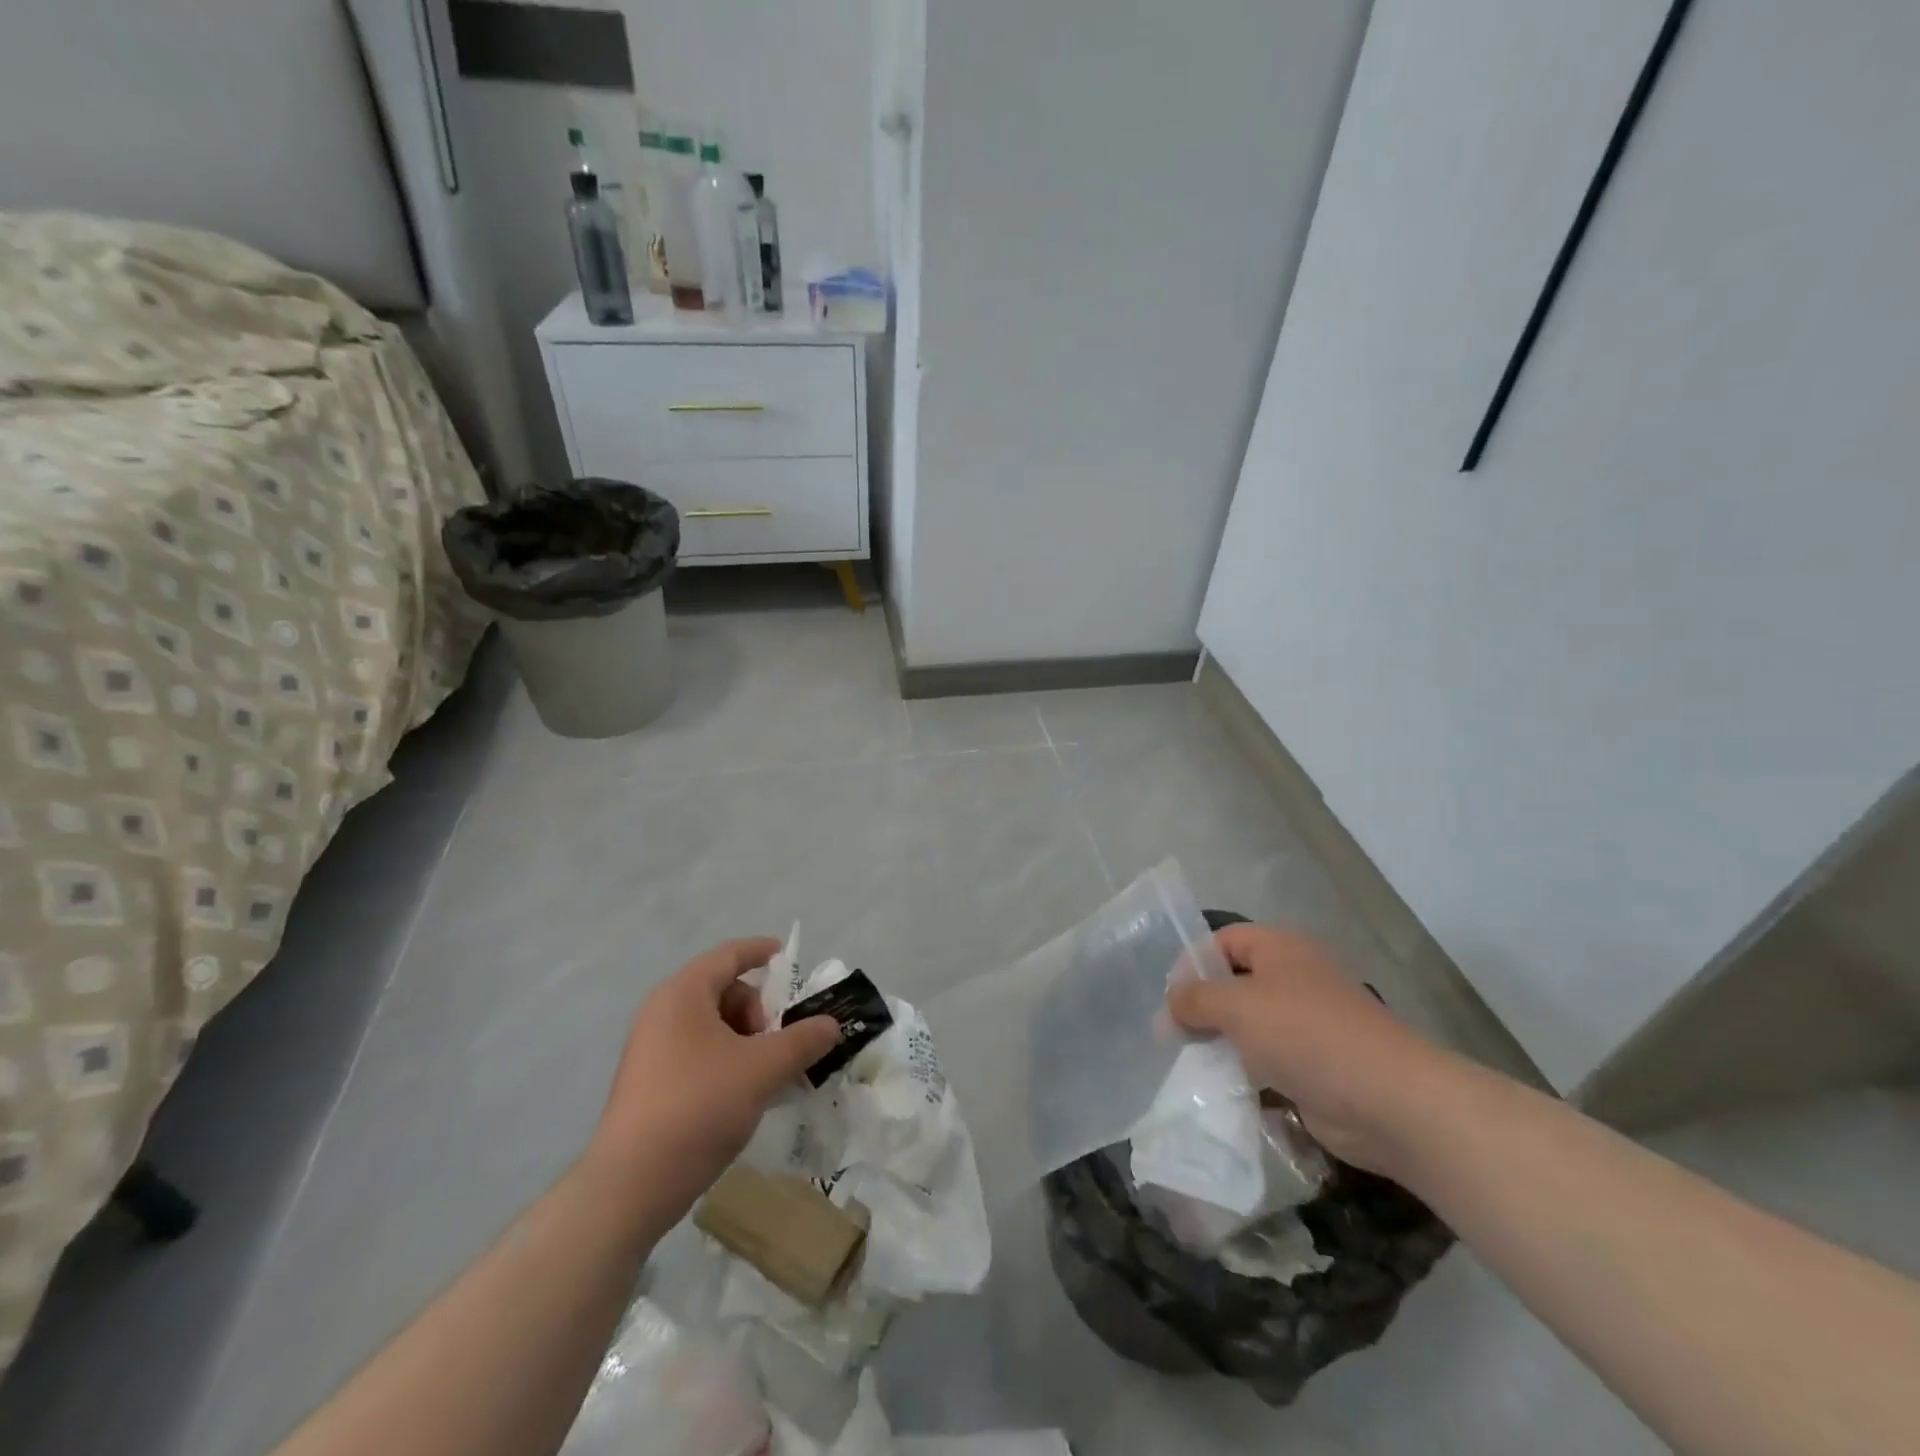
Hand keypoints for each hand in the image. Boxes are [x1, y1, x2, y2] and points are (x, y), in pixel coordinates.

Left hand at [584, 938, 839, 1223]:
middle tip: (780, 1043)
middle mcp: (662, 1012)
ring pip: (712, 1025)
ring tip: (766, 1075)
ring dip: (746, 1040)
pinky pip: (698, 1052)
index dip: (761, 951)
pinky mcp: (649, 1082)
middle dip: (759, 1011)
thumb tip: (831, 1024)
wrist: (630, 1187)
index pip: (729, 955)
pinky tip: (744, 1094)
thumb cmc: (698, 1107)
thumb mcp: (762, 1069)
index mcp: (683, 994)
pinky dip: (727, 1060)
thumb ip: (802, 1041)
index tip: (788, 958)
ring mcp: (651, 1049)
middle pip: (723, 991)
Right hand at [1166, 923, 1451, 1176]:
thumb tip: (1170, 1006)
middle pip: (1236, 984)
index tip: (1169, 999)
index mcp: (1281, 948)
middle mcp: (1295, 979)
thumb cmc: (1306, 1035)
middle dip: (1203, 1009)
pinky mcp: (1316, 1066)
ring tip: (1195, 1066)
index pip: (1223, 941)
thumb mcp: (1237, 1006)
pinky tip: (1226, 1092)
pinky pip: (1270, 1063)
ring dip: (1223, 1045)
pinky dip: (1248, 1075)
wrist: (1389, 1101)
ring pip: (1251, 1027)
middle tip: (1175, 1037)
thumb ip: (1195, 999)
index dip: (1192, 963)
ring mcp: (1309, 1024)